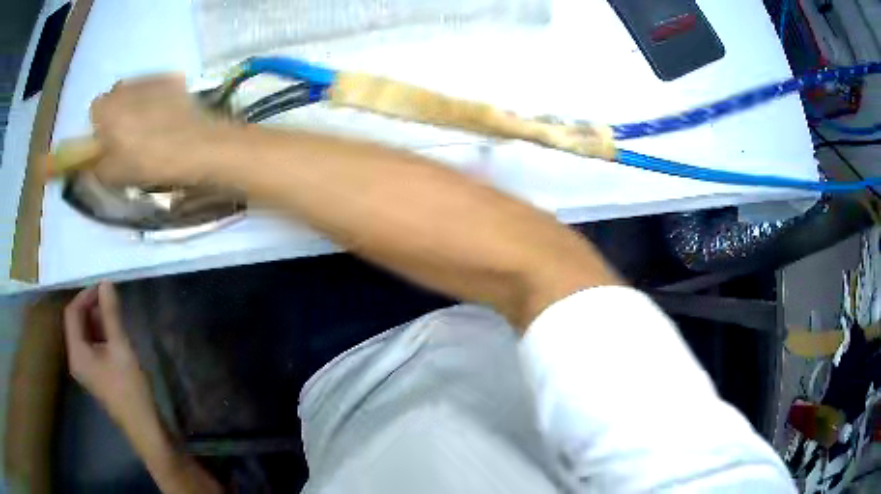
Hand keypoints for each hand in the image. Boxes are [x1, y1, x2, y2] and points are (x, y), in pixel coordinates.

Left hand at [63, 282, 155, 428]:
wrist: (144, 427)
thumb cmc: (129, 388)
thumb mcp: (121, 348)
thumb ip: (111, 314)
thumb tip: (106, 283)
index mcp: (76, 352)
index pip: (72, 313)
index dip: (85, 295)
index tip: (103, 287)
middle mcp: (76, 358)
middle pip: (76, 323)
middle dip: (90, 307)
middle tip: (109, 297)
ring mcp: (86, 369)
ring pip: (85, 335)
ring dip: (96, 320)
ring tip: (114, 312)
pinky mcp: (96, 375)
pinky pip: (92, 347)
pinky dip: (100, 334)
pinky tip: (114, 333)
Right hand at [89, 74, 231, 185]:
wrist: (194, 145)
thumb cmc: (146, 162)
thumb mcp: (112, 176)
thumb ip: (95, 166)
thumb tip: (90, 163)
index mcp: (107, 108)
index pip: (94, 110)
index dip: (99, 125)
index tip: (107, 141)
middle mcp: (126, 85)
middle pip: (115, 96)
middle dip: (117, 112)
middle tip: (128, 135)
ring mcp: (151, 77)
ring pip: (135, 89)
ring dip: (136, 103)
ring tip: (150, 126)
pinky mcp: (173, 78)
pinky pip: (157, 86)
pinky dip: (156, 98)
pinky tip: (167, 116)